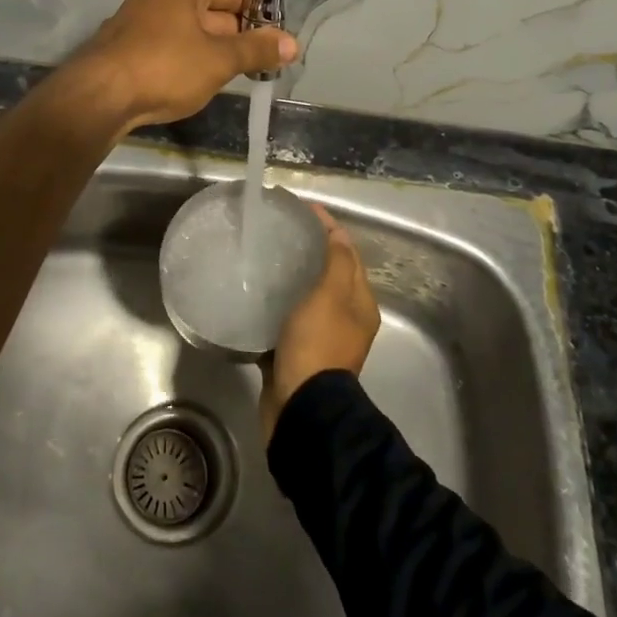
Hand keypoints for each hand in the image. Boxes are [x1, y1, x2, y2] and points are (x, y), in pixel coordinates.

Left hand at [67, 0, 297, 132]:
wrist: (98, 97)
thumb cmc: (165, 67)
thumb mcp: (219, 60)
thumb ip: (257, 50)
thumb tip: (292, 43)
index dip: (261, 14)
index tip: (281, 40)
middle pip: (214, 11)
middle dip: (239, 37)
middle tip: (265, 64)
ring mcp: (139, 21)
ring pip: (191, 32)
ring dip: (214, 52)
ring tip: (237, 77)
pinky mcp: (126, 48)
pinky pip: (170, 48)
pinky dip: (188, 62)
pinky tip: (197, 84)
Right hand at [260, 204, 380, 443]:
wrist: (300, 407)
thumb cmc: (318, 344)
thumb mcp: (331, 295)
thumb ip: (337, 262)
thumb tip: (337, 235)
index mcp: (360, 304)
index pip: (348, 253)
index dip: (329, 228)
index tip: (303, 209)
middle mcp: (346, 319)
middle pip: (329, 273)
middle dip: (310, 250)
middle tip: (281, 231)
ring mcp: (321, 337)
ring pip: (307, 296)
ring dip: (291, 276)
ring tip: (265, 256)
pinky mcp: (296, 352)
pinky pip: (288, 318)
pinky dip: (277, 303)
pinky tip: (256, 292)